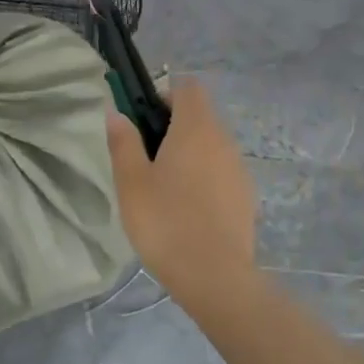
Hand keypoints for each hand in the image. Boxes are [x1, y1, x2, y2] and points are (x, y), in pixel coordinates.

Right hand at [105, 80, 257, 298]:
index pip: (187, 88)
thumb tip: (118, 114)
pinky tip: (186, 210)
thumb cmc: (165, 221)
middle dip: (173, 127)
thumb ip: (123, 142)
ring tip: (163, 188)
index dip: (164, 95)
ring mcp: (239, 169)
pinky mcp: (246, 197)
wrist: (213, 276)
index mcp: (195, 129)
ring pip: (211, 146)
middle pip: (200, 116)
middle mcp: (223, 141)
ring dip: (189, 154)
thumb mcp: (131, 181)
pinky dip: (204, 178)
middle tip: (144, 158)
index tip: (143, 120)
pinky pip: (221, 172)